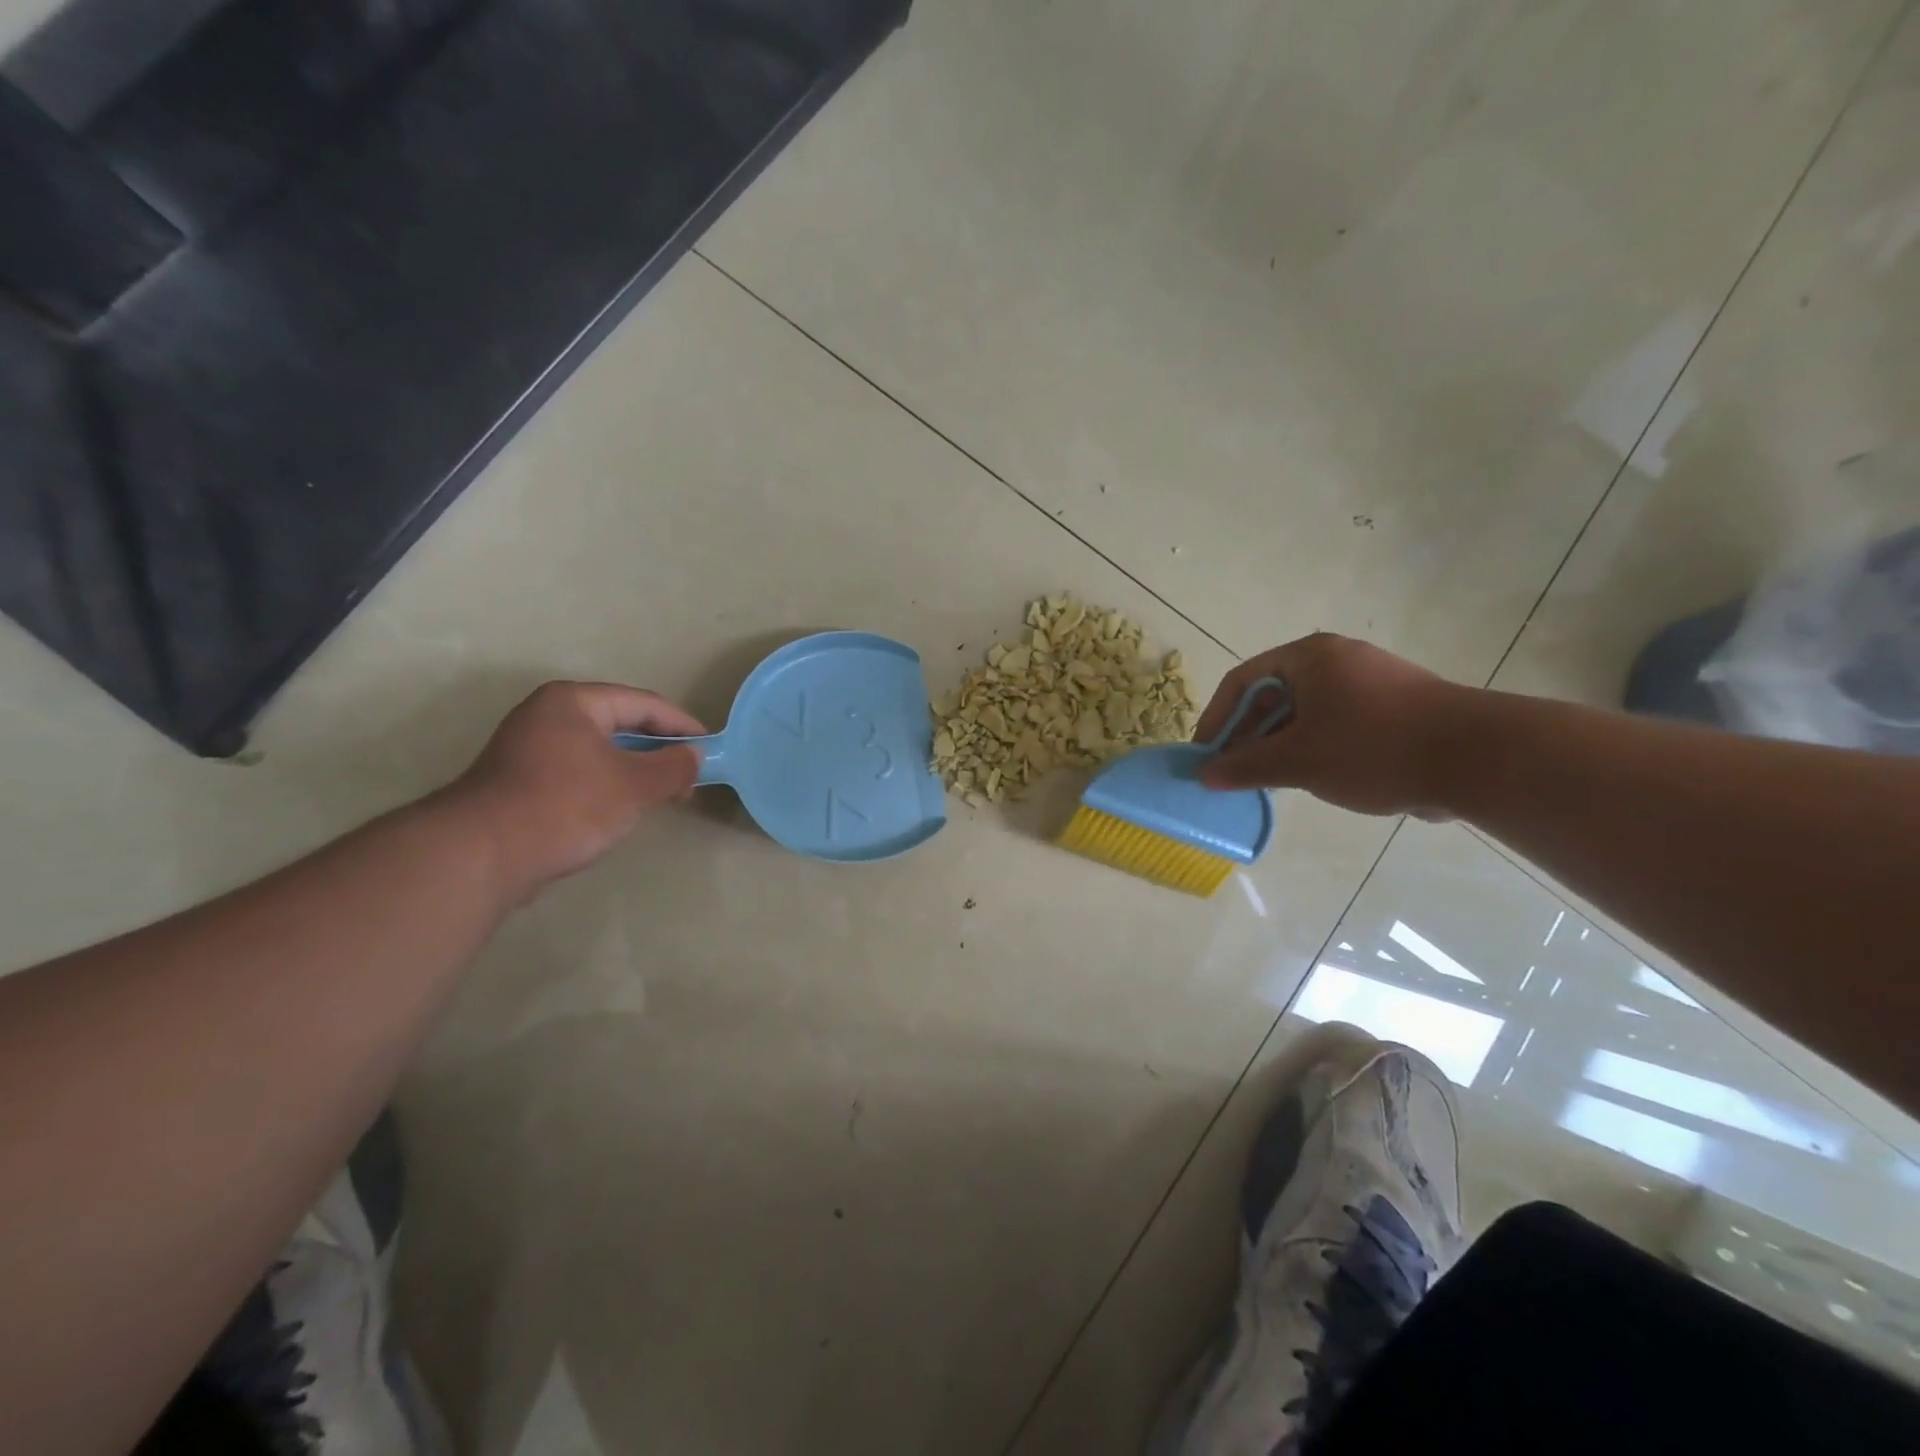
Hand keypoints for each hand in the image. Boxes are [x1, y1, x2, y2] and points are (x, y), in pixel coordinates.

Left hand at [445, 682, 706, 901]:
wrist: (482, 854)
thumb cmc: (566, 805)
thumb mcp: (635, 785)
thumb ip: (673, 766)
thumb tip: (693, 757)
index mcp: (574, 701)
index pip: (644, 704)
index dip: (682, 726)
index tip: (710, 749)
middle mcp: (547, 714)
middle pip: (621, 724)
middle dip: (659, 750)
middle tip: (689, 777)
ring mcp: (528, 747)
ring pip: (600, 750)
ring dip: (635, 769)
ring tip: (662, 795)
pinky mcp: (519, 780)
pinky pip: (579, 771)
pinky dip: (607, 784)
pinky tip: (620, 809)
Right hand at [1194, 633, 1467, 816]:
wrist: (1479, 759)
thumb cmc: (1373, 748)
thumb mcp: (1298, 760)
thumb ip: (1245, 766)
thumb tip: (1203, 775)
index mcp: (1309, 657)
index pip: (1242, 681)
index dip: (1217, 719)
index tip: (1206, 756)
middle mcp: (1337, 660)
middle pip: (1272, 696)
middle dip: (1248, 736)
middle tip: (1234, 773)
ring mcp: (1369, 682)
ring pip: (1304, 713)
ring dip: (1280, 746)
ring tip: (1270, 782)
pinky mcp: (1394, 708)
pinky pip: (1336, 724)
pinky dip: (1314, 747)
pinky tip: (1314, 779)